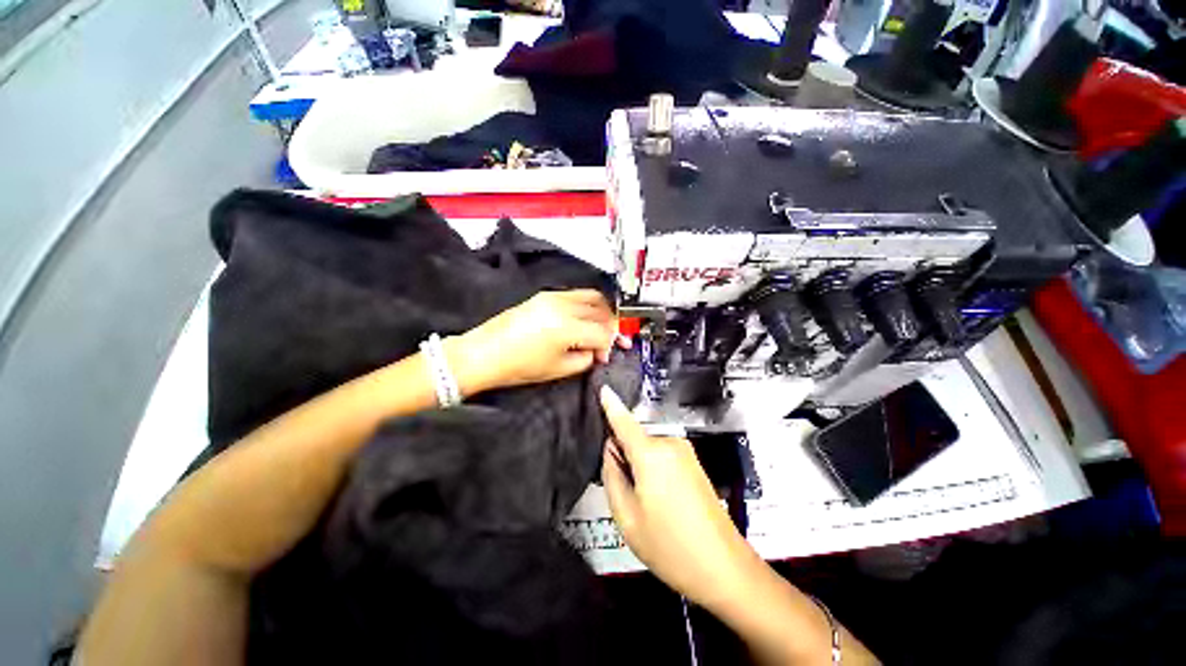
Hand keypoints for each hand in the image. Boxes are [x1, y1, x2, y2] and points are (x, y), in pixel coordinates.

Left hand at [448, 290, 624, 395]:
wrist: (484, 354)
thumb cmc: (518, 366)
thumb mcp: (558, 369)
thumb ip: (585, 359)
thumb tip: (595, 351)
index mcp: (567, 327)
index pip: (602, 332)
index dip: (609, 345)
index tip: (605, 356)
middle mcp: (563, 306)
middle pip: (601, 311)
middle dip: (611, 326)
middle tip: (612, 340)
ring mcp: (553, 297)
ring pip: (591, 297)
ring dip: (602, 312)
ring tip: (602, 327)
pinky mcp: (545, 295)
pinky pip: (576, 295)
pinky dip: (587, 305)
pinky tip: (585, 318)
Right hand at [599, 386, 765, 611]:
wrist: (725, 568)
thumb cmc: (670, 546)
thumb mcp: (627, 517)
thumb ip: (612, 475)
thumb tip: (611, 449)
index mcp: (651, 454)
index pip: (624, 421)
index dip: (611, 404)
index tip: (601, 387)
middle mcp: (669, 443)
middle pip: (634, 439)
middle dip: (624, 455)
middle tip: (625, 493)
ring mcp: (685, 451)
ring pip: (648, 449)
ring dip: (639, 465)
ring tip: (645, 504)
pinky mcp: (694, 462)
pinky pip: (662, 455)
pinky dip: (653, 469)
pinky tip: (660, 502)